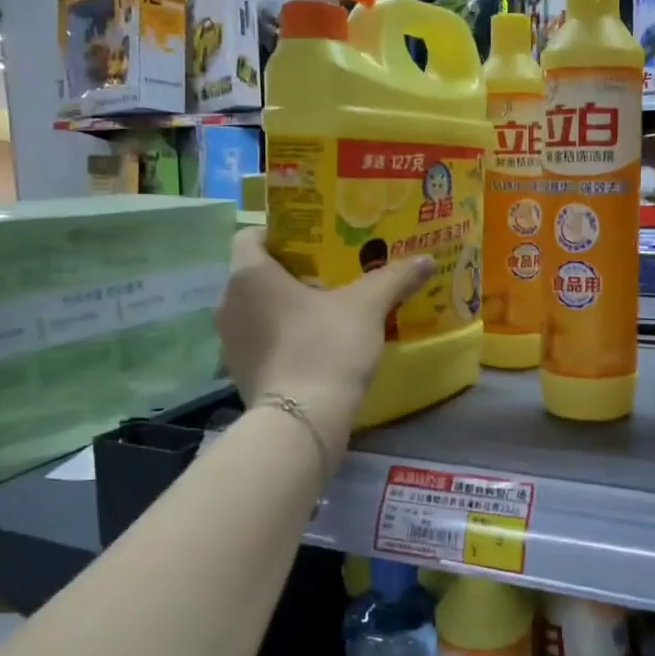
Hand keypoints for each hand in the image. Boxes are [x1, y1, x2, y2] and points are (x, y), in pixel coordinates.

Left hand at [215, 229, 432, 460]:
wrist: (302, 421)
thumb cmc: (326, 346)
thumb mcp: (367, 306)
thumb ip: (394, 278)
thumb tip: (425, 259)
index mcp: (248, 274)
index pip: (253, 235)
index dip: (283, 234)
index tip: (315, 244)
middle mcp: (229, 302)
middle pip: (257, 273)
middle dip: (291, 272)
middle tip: (331, 274)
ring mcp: (229, 341)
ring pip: (257, 309)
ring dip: (285, 306)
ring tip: (325, 310)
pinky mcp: (238, 372)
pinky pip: (260, 340)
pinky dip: (281, 337)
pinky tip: (314, 344)